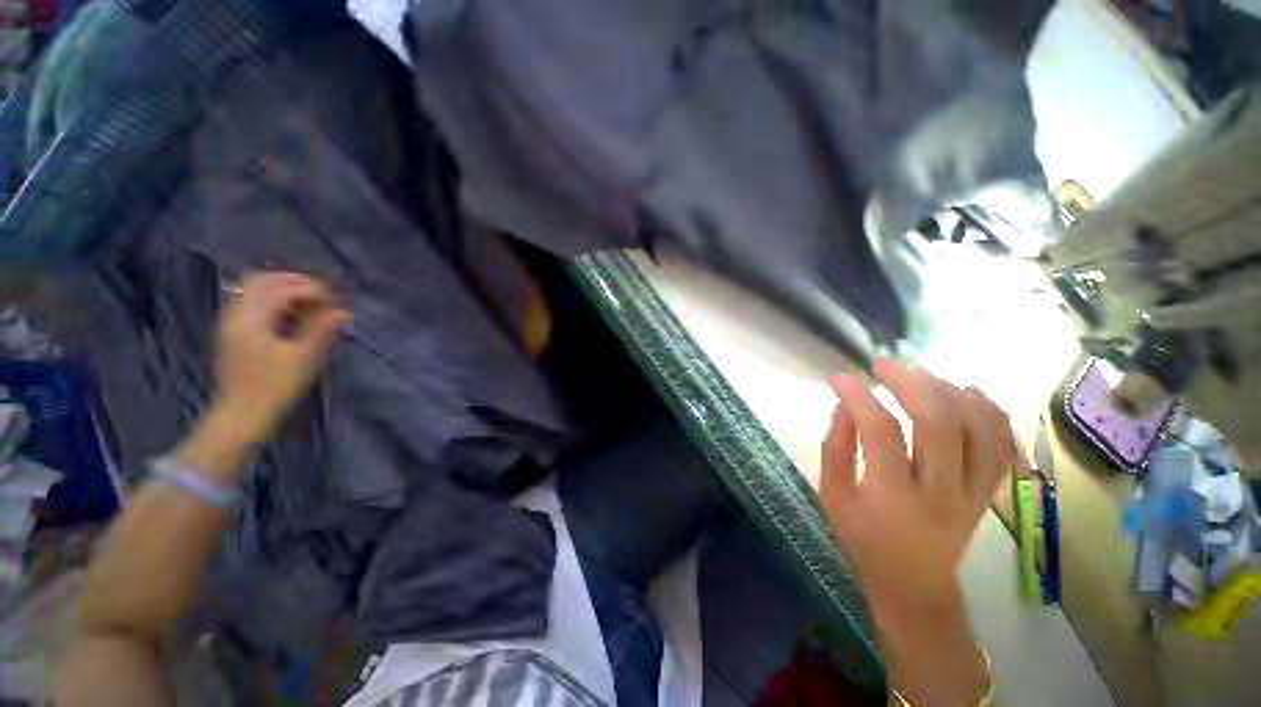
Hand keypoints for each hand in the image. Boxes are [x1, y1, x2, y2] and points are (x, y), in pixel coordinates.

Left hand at [208, 272, 349, 445]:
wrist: (241, 416)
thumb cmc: (274, 388)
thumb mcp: (304, 359)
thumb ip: (322, 331)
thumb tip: (343, 312)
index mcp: (250, 319)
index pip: (282, 289)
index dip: (313, 290)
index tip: (337, 301)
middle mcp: (235, 314)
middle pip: (262, 280)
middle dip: (295, 282)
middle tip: (324, 296)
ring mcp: (230, 323)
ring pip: (254, 290)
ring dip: (284, 291)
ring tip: (312, 305)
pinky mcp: (233, 333)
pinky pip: (251, 303)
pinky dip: (273, 302)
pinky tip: (292, 316)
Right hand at [820, 359, 1012, 704]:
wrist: (915, 587)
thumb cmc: (864, 541)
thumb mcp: (833, 498)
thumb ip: (835, 450)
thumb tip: (843, 408)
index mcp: (892, 496)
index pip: (880, 432)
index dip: (859, 397)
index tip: (840, 377)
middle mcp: (940, 491)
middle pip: (940, 423)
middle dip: (911, 383)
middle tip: (884, 365)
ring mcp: (973, 491)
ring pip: (980, 429)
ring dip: (951, 391)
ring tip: (923, 375)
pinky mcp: (988, 493)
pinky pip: (1003, 447)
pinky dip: (992, 414)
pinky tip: (969, 394)